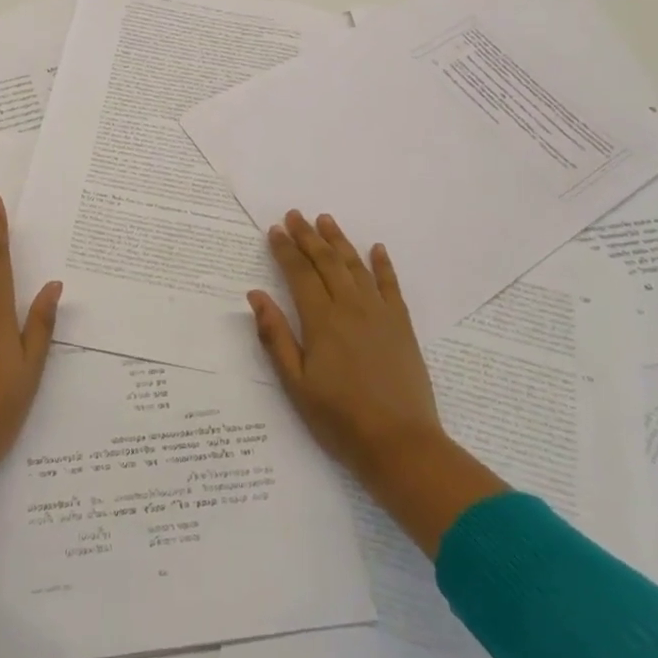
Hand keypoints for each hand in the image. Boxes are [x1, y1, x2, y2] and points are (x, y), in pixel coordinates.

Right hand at [249, 210, 505, 554]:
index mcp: (321, 320)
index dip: (285, 249)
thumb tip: (255, 295)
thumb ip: (275, 336)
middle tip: (295, 215)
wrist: (400, 443)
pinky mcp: (402, 325)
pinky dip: (382, 264)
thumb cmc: (339, 418)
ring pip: (355, 266)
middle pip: (326, 262)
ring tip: (326, 220)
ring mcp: (380, 313)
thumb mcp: (295, 384)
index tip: (275, 230)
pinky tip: (376, 249)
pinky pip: (390, 285)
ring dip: (339, 241)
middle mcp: (350, 307)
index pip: (299, 273)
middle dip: (308, 236)